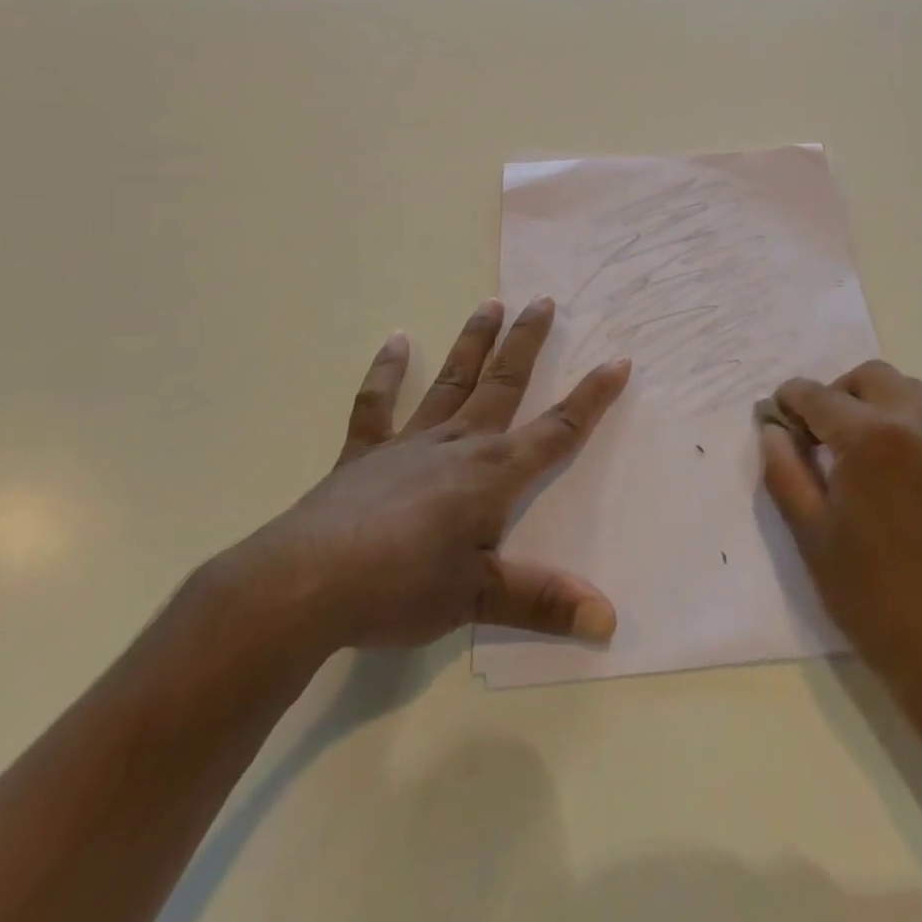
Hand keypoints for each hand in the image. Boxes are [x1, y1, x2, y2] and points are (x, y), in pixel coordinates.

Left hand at [220, 296, 629, 657]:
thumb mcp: (479, 600)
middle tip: (543, 300)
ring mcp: (409, 443)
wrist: (304, 585)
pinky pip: (377, 405)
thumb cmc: (401, 588)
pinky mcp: (364, 454)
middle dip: (527, 343)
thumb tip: (609, 620)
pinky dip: (386, 373)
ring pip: (451, 381)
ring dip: (473, 342)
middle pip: (503, 383)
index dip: (592, 397)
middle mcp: (458, 444)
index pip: (557, 430)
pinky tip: (395, 341)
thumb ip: (544, 602)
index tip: (617, 361)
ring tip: (490, 303)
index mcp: (493, 473)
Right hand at [760, 361, 921, 715]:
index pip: (816, 395)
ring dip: (876, 404)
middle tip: (819, 436)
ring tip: (863, 448)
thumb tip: (773, 429)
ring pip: (906, 389)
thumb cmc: (874, 597)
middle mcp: (919, 420)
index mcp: (870, 437)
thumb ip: (784, 470)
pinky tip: (906, 459)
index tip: (777, 416)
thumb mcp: (811, 534)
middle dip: (834, 396)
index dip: (789, 401)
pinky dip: (916, 419)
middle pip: (865, 377)